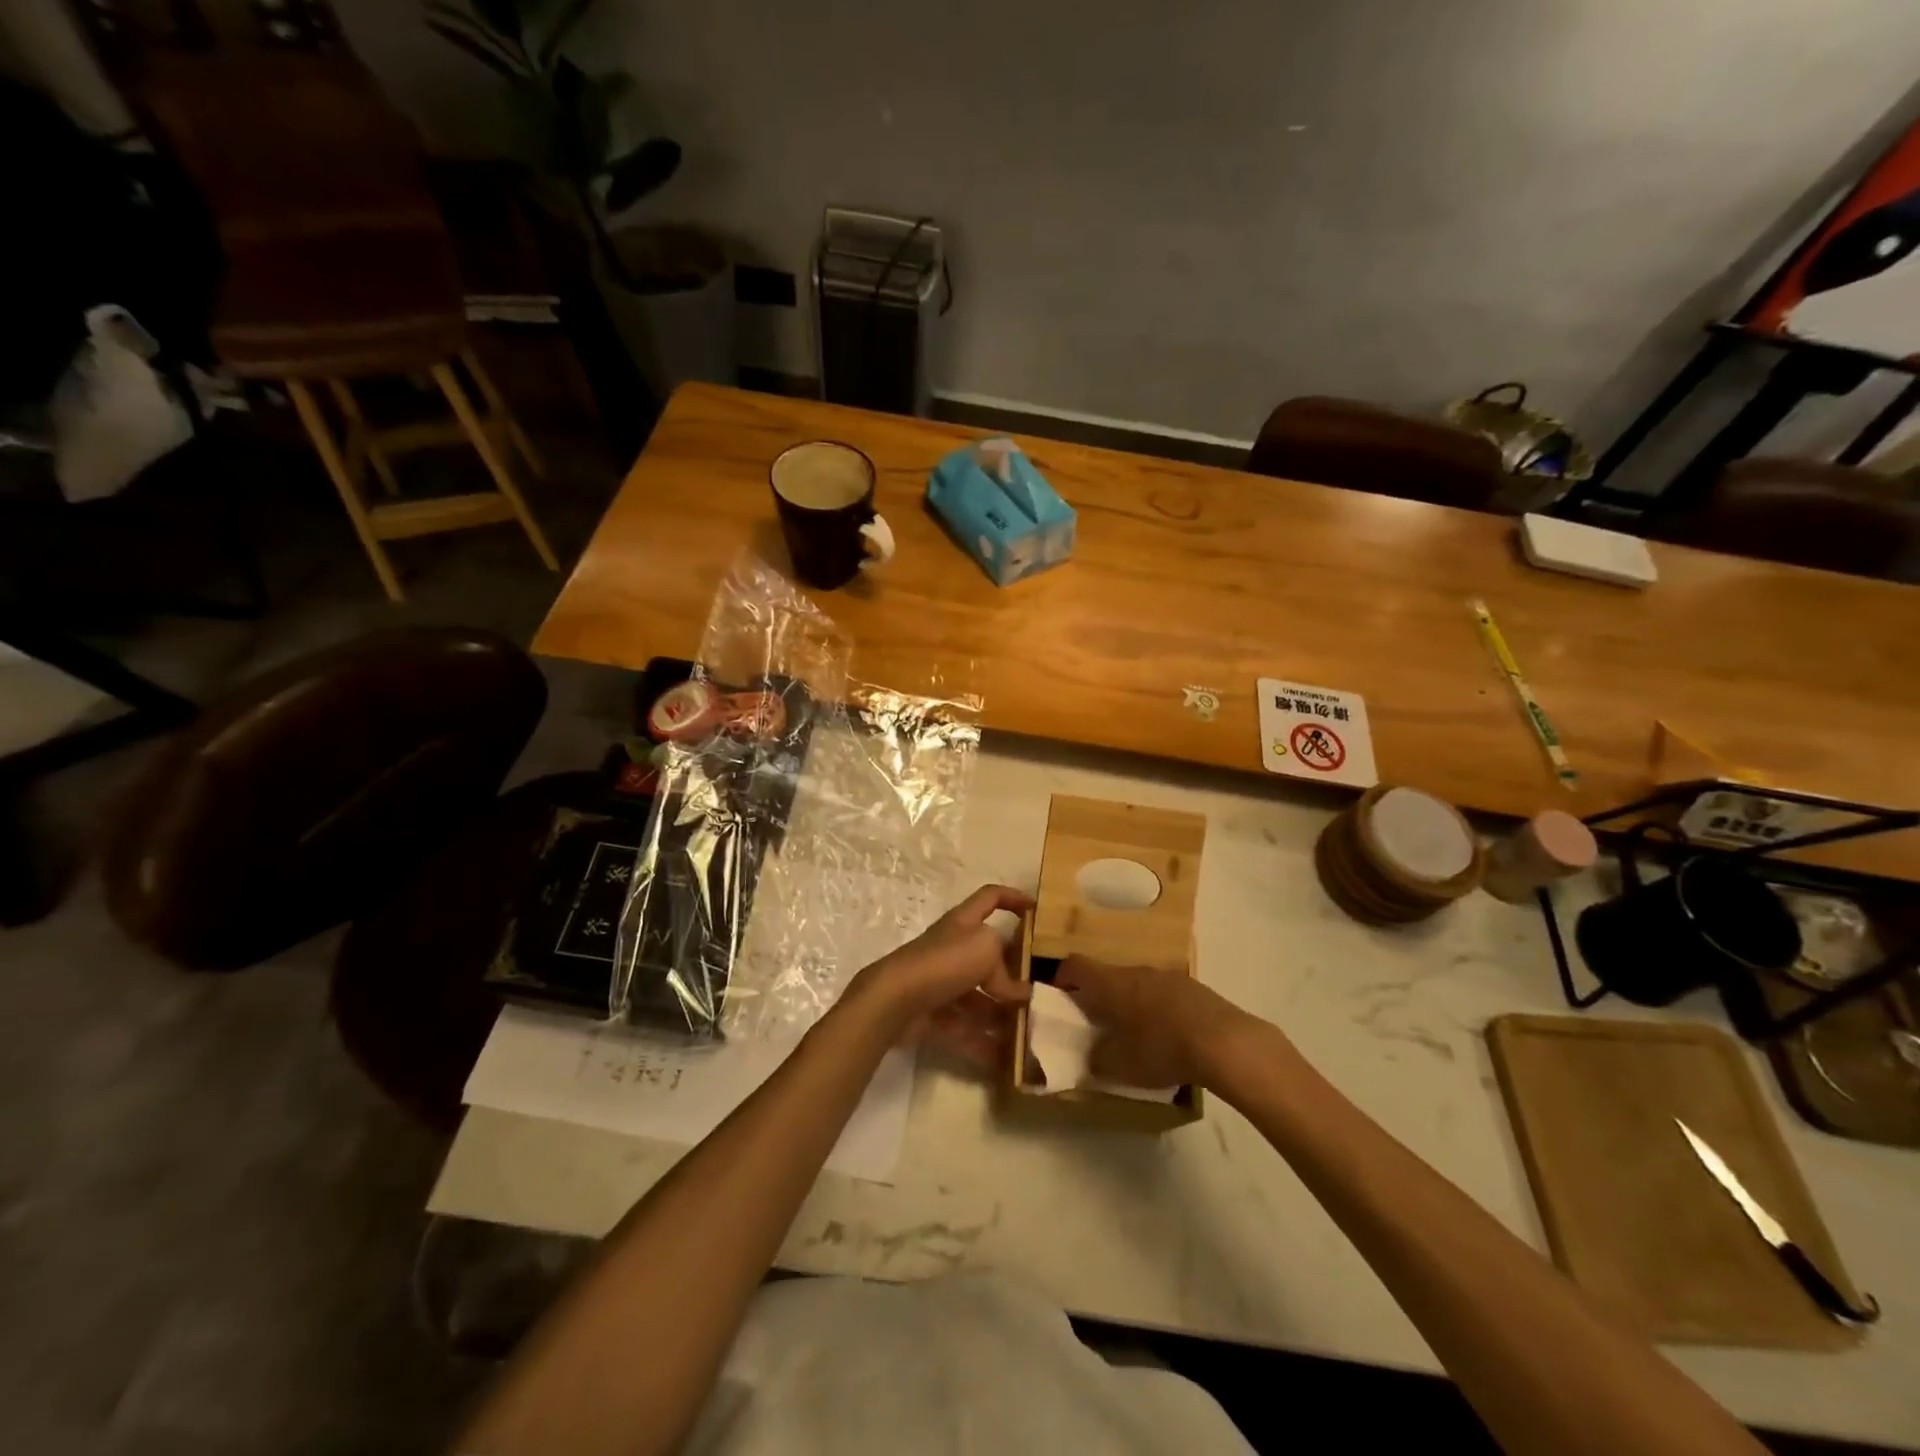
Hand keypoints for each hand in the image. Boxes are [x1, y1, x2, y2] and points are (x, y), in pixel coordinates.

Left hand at [841, 885, 1033, 1059]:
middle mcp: (952, 948)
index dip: (1013, 898)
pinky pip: (963, 1027)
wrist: (896, 999)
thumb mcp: (985, 949)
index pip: (990, 897)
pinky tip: (1004, 1061)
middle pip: (987, 957)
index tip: (1035, 911)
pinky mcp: (932, 1013)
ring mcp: (941, 982)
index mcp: (964, 923)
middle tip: (1037, 995)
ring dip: (1000, 1015)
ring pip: (977, 997)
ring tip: (1026, 1034)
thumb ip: (1006, 969)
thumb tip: (1018, 992)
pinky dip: (982, 1042)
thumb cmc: (944, 961)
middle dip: (1012, 975)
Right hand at [1054, 957, 1264, 1089]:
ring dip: (1130, 1003)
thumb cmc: (1161, 1049)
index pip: (1075, 965)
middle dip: (1099, 996)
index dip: (1063, 978)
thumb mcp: (1120, 1065)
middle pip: (1108, 975)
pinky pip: (1164, 993)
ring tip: (1135, 1033)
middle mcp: (1136, 970)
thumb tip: (1092, 1055)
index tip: (1060, 998)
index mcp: (1111, 983)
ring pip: (1138, 984)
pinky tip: (1169, 1037)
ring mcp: (1168, 976)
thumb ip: (1098, 1059)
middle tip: (1098, 1024)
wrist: (1225, 1043)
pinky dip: (1157, 1009)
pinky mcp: (1194, 988)